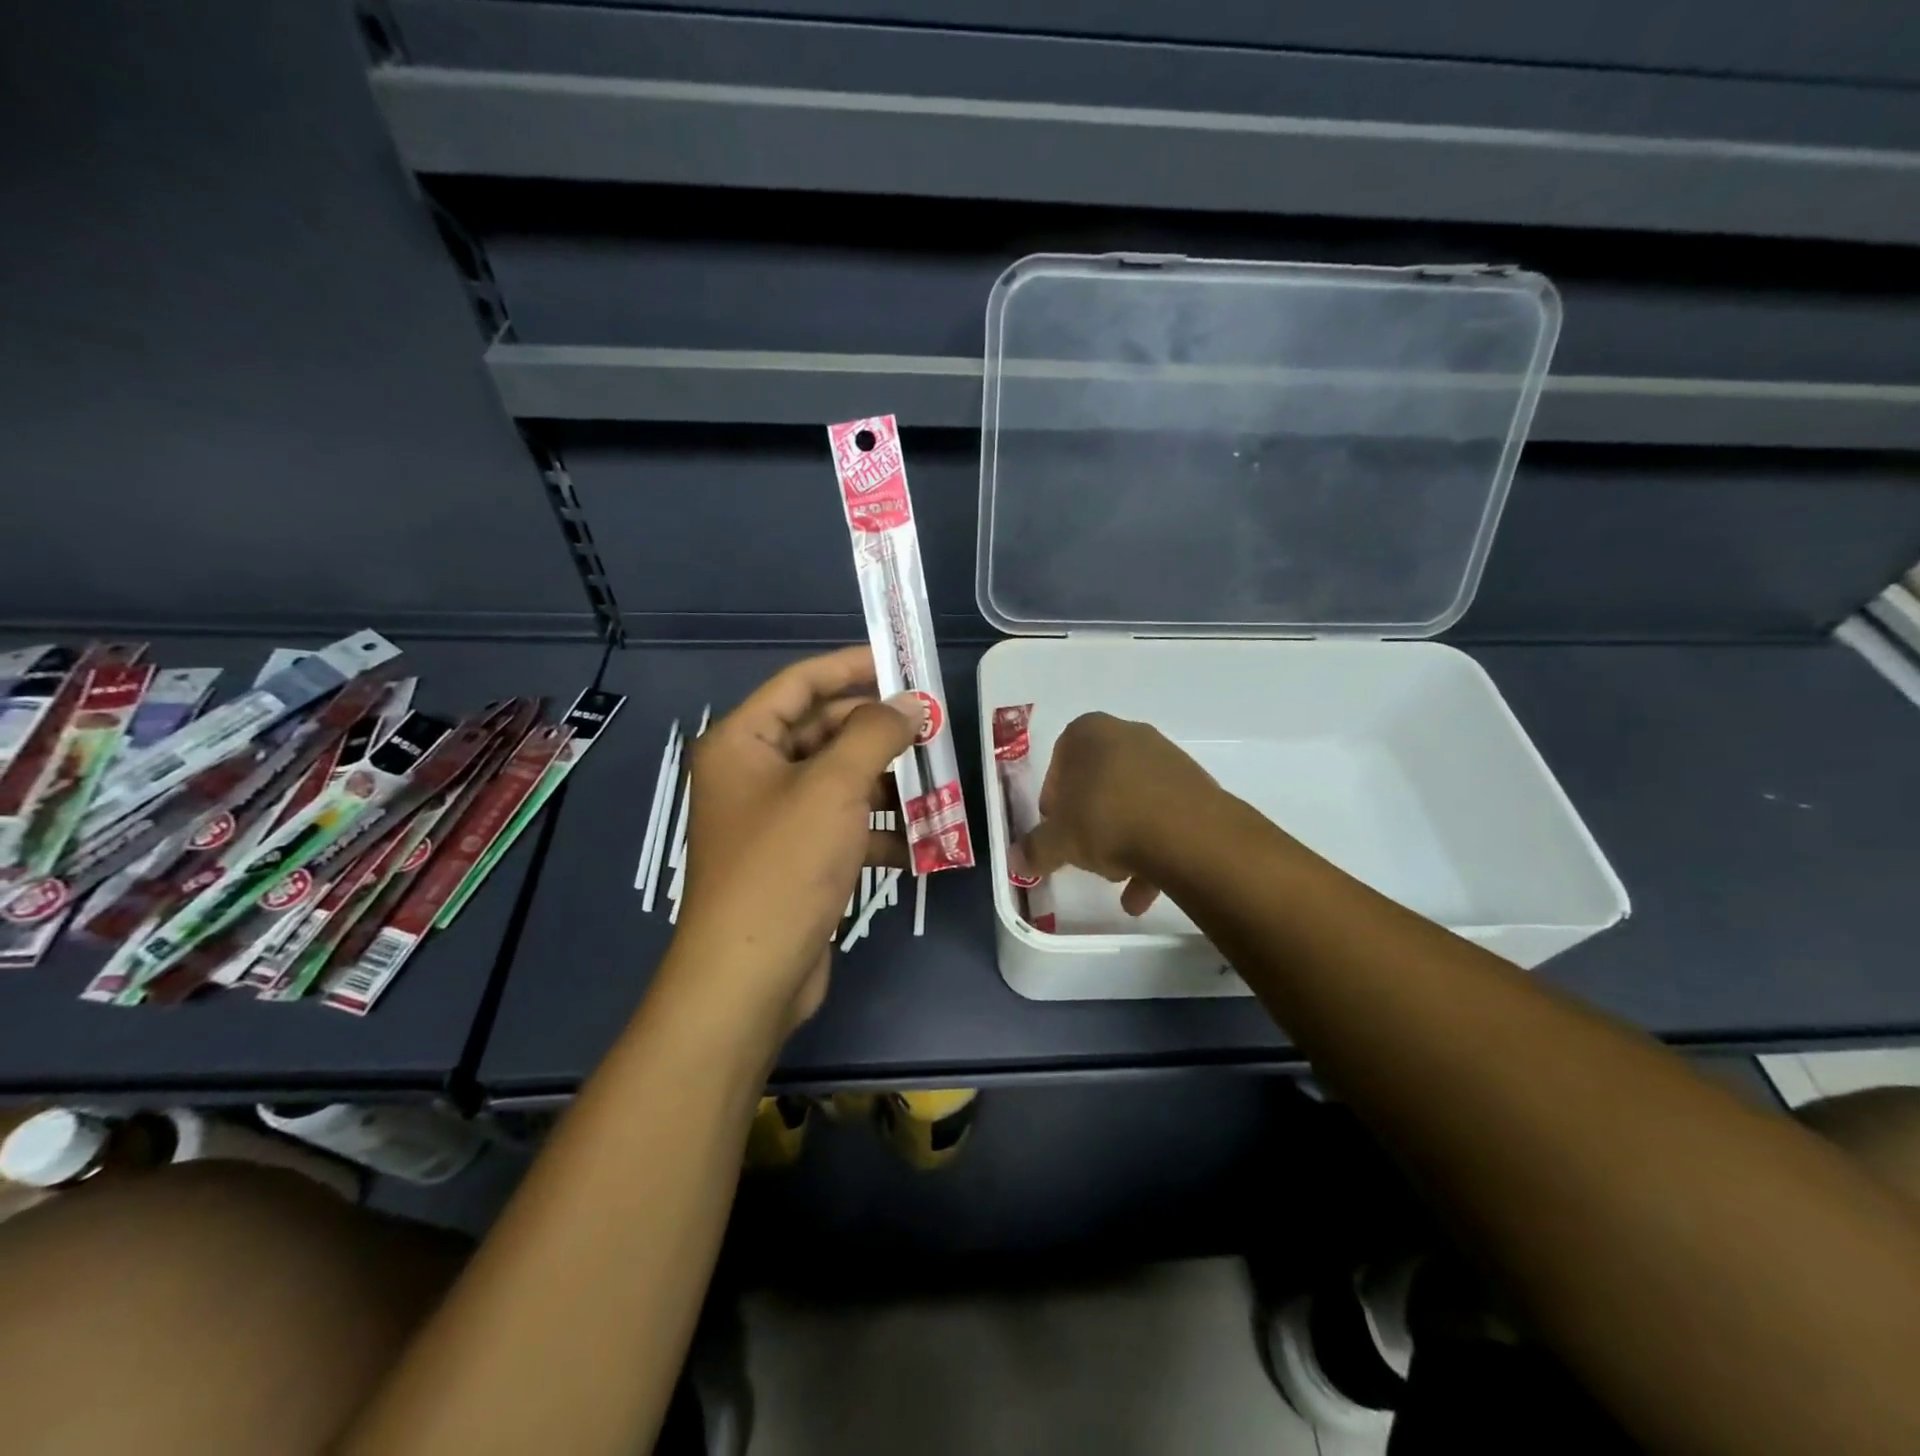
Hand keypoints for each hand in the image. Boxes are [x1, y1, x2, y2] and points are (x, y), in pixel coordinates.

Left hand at [668, 647, 919, 1037]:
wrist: (750, 975)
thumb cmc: (784, 865)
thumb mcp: (834, 786)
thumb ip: (875, 734)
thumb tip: (908, 703)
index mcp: (742, 742)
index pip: (800, 683)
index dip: (851, 667)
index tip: (903, 664)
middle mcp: (752, 774)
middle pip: (823, 732)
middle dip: (877, 732)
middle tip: (931, 729)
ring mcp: (774, 820)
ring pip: (838, 782)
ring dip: (885, 784)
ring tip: (937, 784)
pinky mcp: (795, 860)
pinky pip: (841, 827)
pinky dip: (877, 831)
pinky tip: (919, 842)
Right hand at [1020, 712, 1217, 916]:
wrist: (1189, 835)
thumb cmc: (1108, 820)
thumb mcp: (1059, 841)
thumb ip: (1035, 849)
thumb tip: (1016, 859)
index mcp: (1090, 733)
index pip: (1060, 758)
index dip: (1054, 797)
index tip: (1055, 827)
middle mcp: (1130, 735)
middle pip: (1099, 780)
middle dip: (1089, 819)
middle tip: (1083, 850)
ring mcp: (1168, 759)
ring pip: (1132, 801)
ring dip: (1121, 840)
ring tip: (1117, 877)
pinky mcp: (1196, 788)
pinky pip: (1163, 816)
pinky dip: (1151, 850)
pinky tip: (1142, 892)